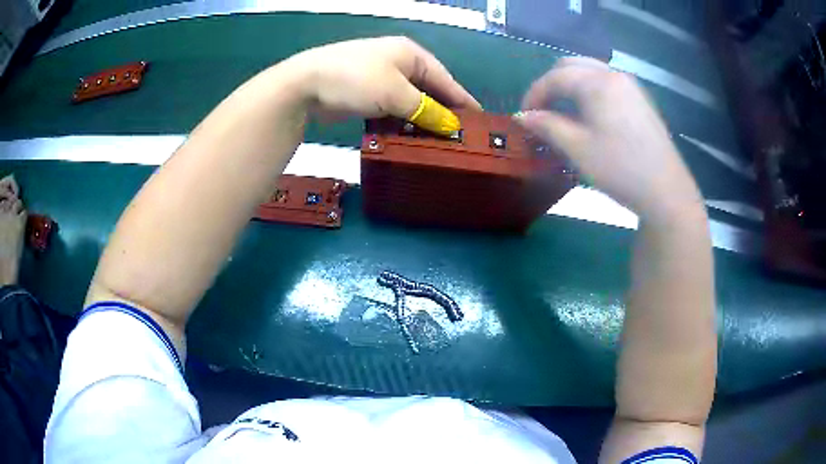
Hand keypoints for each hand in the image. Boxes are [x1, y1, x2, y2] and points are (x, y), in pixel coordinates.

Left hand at [284, 37, 480, 130]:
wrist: (305, 85)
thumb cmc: (356, 79)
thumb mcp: (396, 93)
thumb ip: (426, 110)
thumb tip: (451, 126)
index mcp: (410, 55)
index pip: (445, 79)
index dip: (462, 100)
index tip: (479, 121)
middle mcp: (398, 63)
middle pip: (428, 90)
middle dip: (442, 112)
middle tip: (459, 137)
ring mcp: (380, 78)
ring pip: (409, 101)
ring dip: (420, 120)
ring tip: (437, 143)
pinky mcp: (365, 94)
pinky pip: (392, 109)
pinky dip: (401, 122)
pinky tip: (408, 138)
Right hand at [516, 57, 702, 220]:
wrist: (667, 191)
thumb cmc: (620, 169)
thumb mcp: (578, 149)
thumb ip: (547, 126)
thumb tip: (523, 116)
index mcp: (598, 83)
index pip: (555, 77)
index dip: (534, 94)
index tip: (523, 116)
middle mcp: (614, 75)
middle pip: (573, 66)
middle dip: (552, 84)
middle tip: (542, 110)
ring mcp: (631, 87)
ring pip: (591, 72)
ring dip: (570, 86)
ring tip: (563, 112)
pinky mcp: (641, 100)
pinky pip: (607, 83)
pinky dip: (589, 91)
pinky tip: (590, 115)